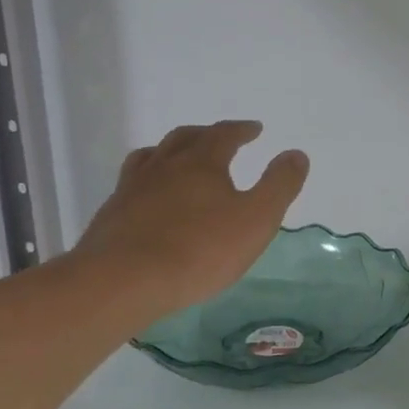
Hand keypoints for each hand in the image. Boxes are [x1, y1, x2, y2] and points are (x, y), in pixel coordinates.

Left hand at [72, 120, 308, 323]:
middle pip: (184, 138)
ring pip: (151, 156)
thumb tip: (297, 154)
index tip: (255, 128)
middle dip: (206, 134)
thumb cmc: (200, 249)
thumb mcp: (257, 219)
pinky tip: (148, 196)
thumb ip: (279, 185)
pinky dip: (146, 180)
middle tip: (219, 138)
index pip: (224, 135)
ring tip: (178, 157)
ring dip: (169, 151)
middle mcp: (164, 166)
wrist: (125, 280)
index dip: (241, 129)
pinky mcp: (112, 214)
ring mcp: (132, 188)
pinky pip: (131, 184)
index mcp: (201, 163)